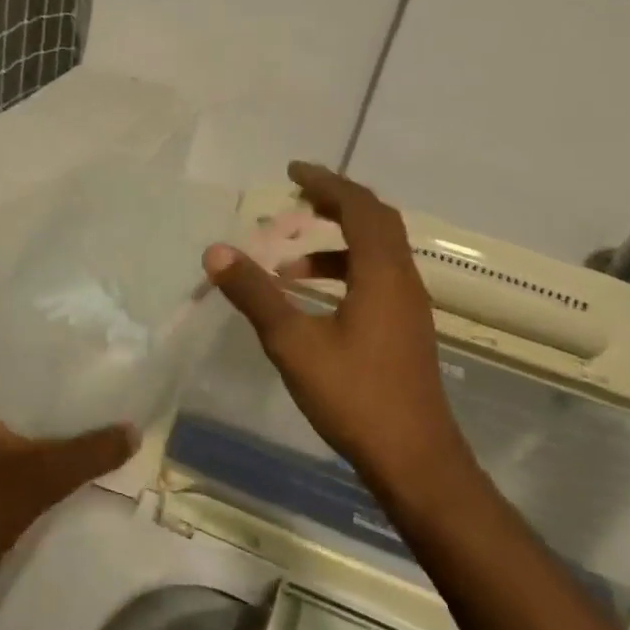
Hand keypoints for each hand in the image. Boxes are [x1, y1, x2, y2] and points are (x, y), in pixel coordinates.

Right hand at [203, 162, 477, 505]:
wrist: (414, 458)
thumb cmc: (354, 396)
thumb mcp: (294, 343)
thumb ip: (255, 295)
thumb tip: (216, 252)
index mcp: (382, 273)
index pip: (359, 207)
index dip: (327, 182)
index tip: (293, 171)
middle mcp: (403, 281)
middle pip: (376, 222)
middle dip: (335, 204)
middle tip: (296, 199)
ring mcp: (409, 307)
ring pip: (377, 253)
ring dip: (336, 245)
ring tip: (288, 265)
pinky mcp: (406, 330)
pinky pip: (377, 280)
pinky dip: (345, 274)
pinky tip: (313, 304)